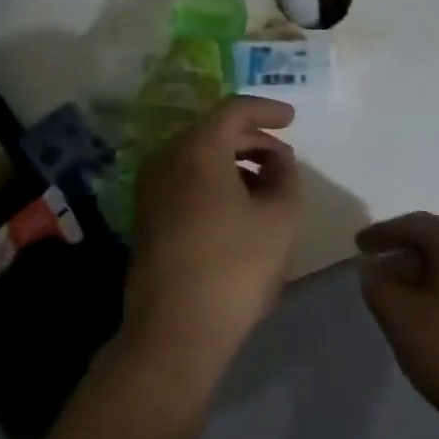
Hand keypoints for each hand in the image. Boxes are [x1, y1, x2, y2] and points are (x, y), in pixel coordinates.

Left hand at [123, 96, 302, 371]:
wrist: (176, 329)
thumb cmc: (235, 266)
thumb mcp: (280, 218)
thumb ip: (285, 176)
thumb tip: (277, 160)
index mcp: (197, 149)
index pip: (234, 110)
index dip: (267, 110)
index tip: (292, 119)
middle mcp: (165, 159)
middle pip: (212, 132)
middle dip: (251, 139)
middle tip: (283, 157)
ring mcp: (149, 189)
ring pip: (196, 158)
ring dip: (233, 162)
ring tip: (266, 185)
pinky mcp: (146, 217)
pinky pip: (183, 181)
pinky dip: (213, 181)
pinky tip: (237, 208)